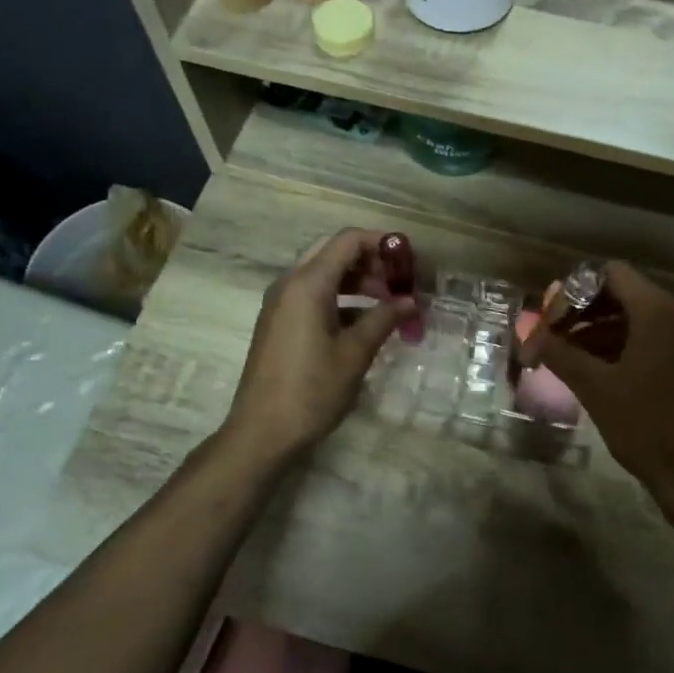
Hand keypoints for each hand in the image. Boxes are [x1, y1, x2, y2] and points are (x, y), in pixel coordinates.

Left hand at [225, 229, 415, 461]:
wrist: (261, 432)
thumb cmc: (311, 390)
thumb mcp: (355, 353)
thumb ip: (384, 319)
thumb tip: (411, 301)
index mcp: (307, 283)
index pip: (348, 240)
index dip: (382, 243)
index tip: (410, 261)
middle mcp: (290, 284)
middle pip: (335, 253)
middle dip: (371, 262)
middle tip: (400, 283)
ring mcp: (281, 303)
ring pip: (324, 274)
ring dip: (358, 281)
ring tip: (390, 304)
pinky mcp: (280, 322)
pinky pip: (314, 296)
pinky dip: (342, 299)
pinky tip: (365, 322)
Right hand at [521, 262, 673, 511]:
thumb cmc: (646, 426)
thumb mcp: (595, 388)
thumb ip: (559, 352)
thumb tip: (528, 331)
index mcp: (658, 312)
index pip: (611, 274)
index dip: (575, 292)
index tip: (552, 320)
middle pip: (624, 295)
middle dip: (584, 313)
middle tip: (555, 339)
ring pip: (639, 320)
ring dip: (601, 333)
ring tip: (570, 360)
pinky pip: (656, 341)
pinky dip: (625, 348)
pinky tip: (600, 375)